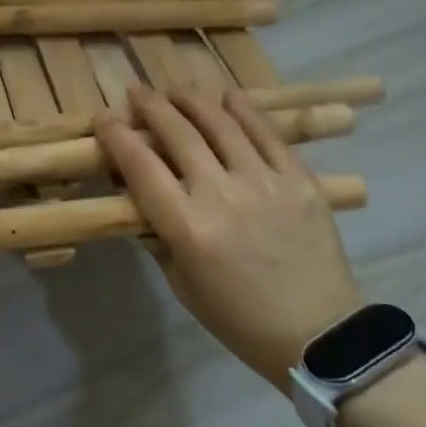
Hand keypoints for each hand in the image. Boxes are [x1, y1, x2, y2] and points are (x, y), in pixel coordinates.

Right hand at [95, 86, 364, 389]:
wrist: (322, 336)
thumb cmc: (240, 319)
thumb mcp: (183, 285)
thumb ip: (159, 237)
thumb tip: (142, 199)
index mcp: (187, 227)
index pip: (140, 166)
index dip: (116, 135)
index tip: (103, 118)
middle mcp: (221, 194)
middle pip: (177, 133)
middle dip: (150, 106)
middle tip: (137, 93)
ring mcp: (264, 182)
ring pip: (220, 123)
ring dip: (192, 100)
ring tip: (176, 90)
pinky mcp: (299, 180)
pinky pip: (266, 134)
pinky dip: (244, 110)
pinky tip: (228, 97)